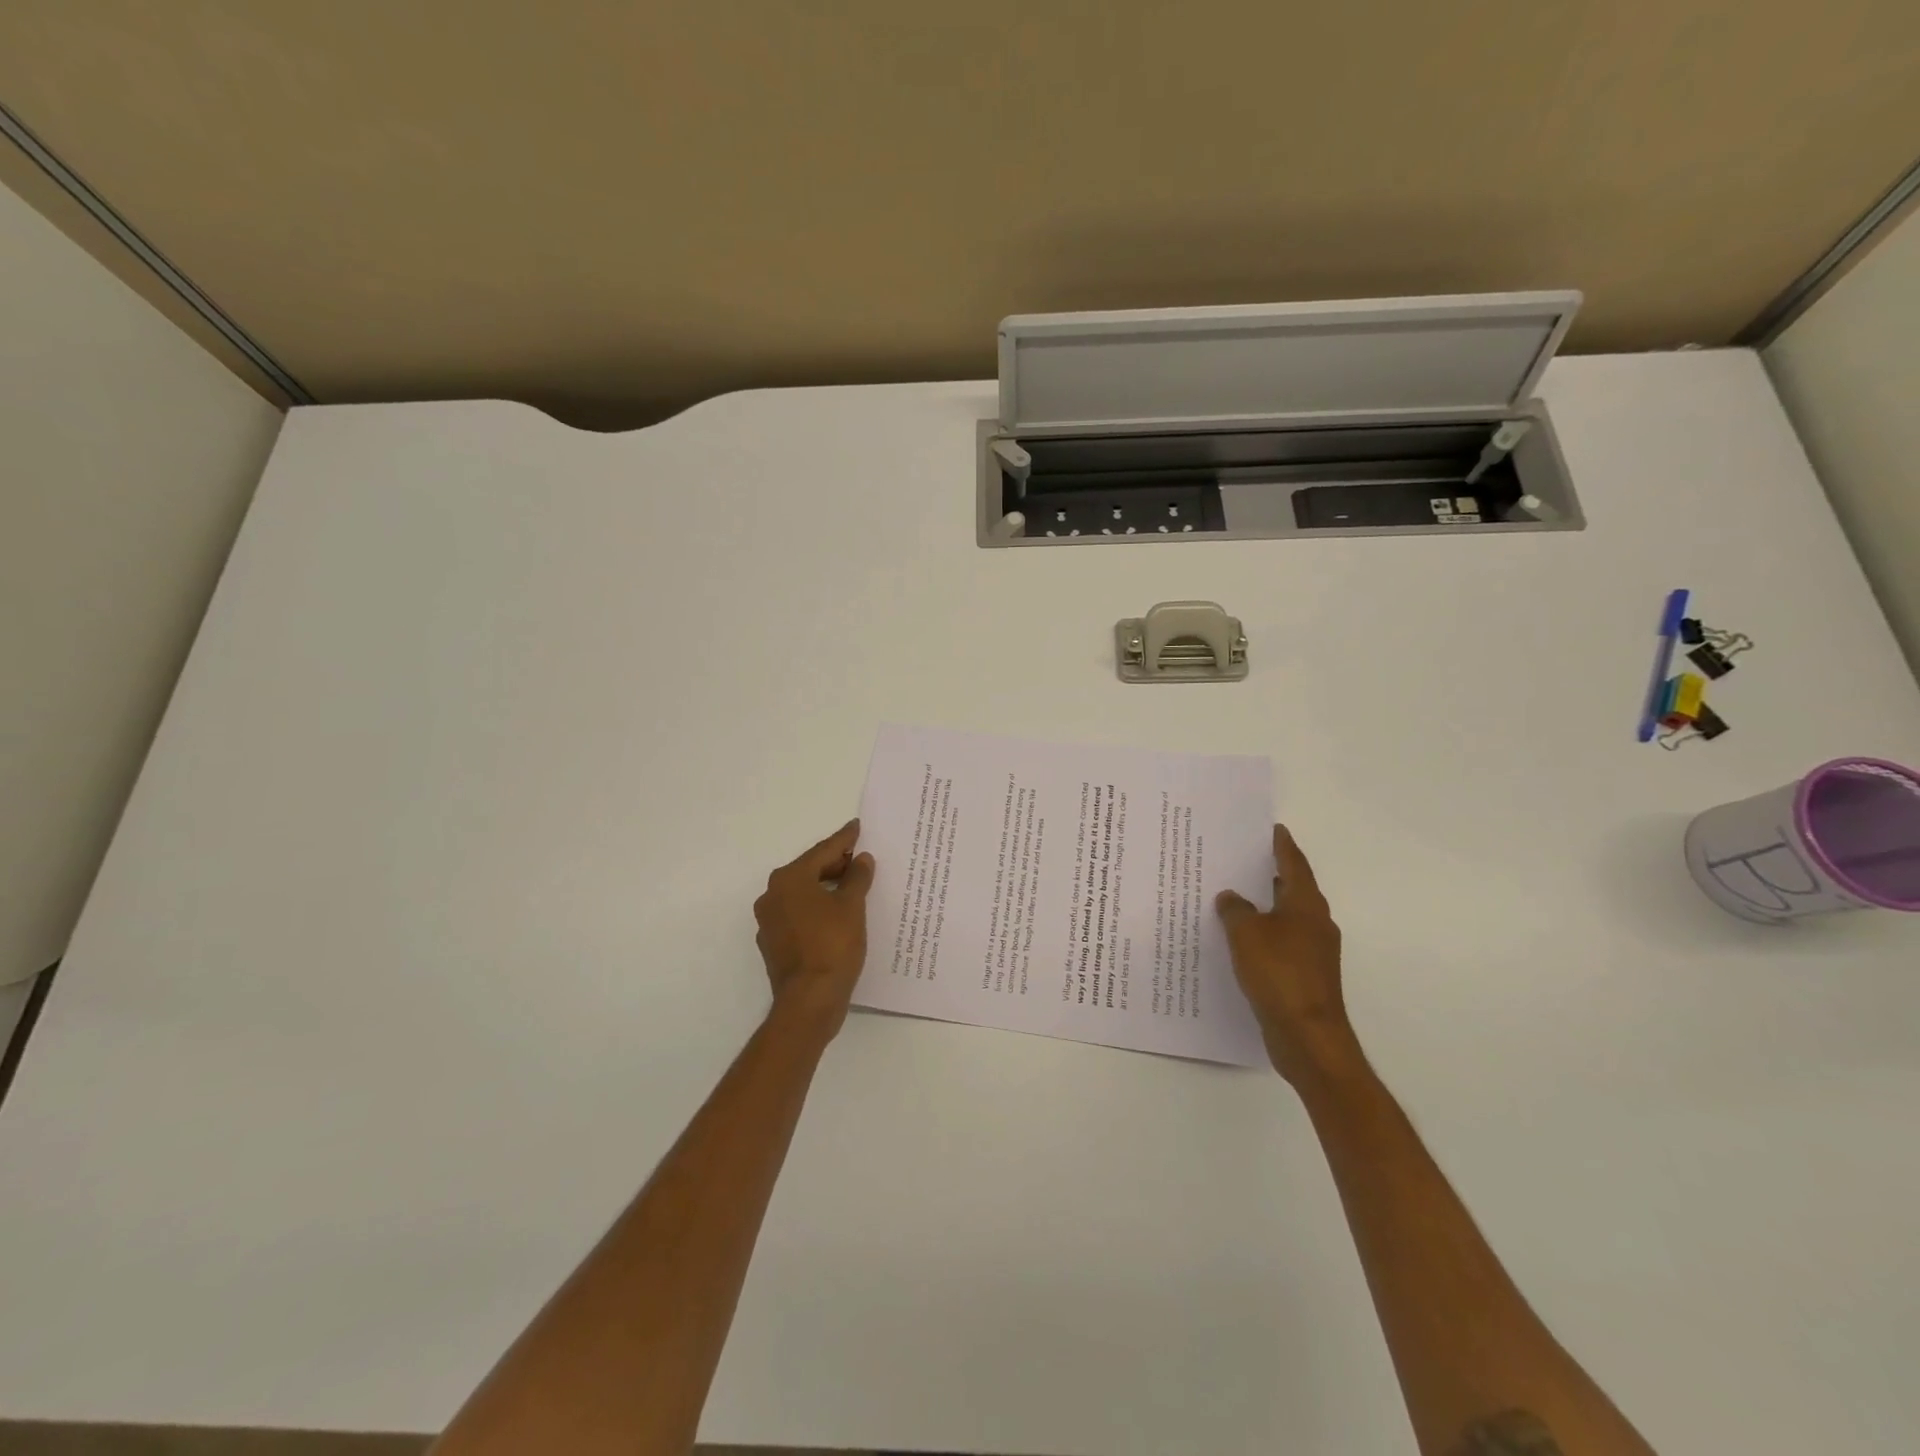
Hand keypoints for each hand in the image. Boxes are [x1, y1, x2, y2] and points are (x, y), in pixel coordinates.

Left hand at [754, 819, 875, 1039]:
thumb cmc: (832, 945)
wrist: (809, 1001)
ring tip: (854, 886)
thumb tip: (861, 859)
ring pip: (803, 894)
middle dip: (836, 864)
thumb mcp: (852, 906)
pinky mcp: (774, 944)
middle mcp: (773, 895)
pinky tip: (838, 916)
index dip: (844, 839)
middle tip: (861, 859)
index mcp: (789, 879)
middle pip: (809, 870)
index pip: (822, 851)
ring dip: (827, 888)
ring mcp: (770, 921)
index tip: (857, 827)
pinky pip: (800, 916)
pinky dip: (818, 910)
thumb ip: (857, 878)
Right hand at [1215, 825, 1360, 1084]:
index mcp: (1306, 905)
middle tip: (1242, 858)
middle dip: (1270, 874)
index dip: (1282, 845)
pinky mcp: (1305, 976)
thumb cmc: (1279, 974)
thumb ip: (1235, 909)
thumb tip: (1231, 897)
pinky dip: (1262, 934)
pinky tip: (1239, 939)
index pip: (1293, 864)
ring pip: (1285, 917)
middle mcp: (1315, 923)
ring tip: (1234, 896)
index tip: (1272, 829)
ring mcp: (1313, 952)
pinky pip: (1280, 943)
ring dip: (1264, 906)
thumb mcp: (1246, 934)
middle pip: (1292, 889)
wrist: (1307, 1036)